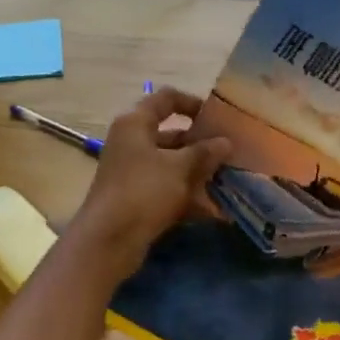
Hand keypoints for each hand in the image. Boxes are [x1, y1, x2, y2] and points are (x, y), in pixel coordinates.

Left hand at [70, 87, 231, 281]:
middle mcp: (131, 143)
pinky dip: (188, 195)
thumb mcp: (179, 167)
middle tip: (230, 152)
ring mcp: (132, 171)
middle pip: (171, 135)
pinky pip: (167, 188)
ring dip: (198, 172)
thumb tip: (225, 142)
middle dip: (201, 145)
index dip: (192, 103)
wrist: (109, 239)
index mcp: (135, 124)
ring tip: (228, 180)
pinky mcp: (136, 197)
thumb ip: (204, 152)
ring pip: (171, 164)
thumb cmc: (144, 190)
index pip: (165, 99)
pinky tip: (214, 210)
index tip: (217, 117)